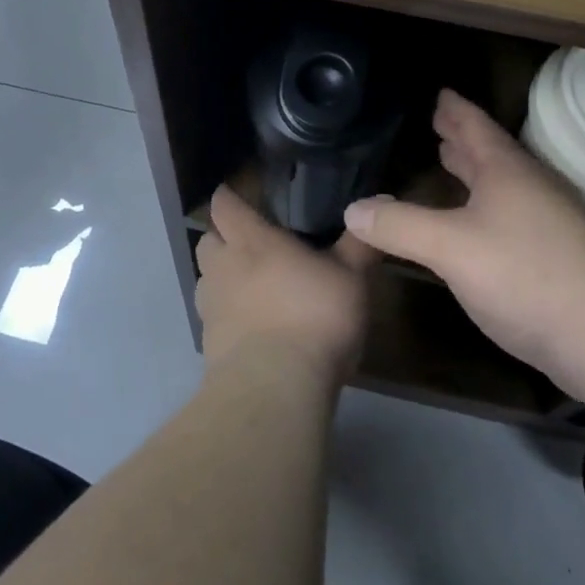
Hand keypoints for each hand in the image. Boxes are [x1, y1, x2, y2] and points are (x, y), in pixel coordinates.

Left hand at [194, 186, 375, 384]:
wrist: (276, 389)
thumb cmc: (314, 316)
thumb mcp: (350, 277)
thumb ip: (359, 242)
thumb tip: (378, 201)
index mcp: (251, 240)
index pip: (224, 206)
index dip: (227, 198)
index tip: (235, 195)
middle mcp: (223, 267)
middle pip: (207, 241)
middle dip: (221, 238)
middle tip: (248, 243)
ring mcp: (211, 308)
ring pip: (205, 281)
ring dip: (221, 279)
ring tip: (250, 287)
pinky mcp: (208, 347)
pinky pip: (212, 319)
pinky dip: (227, 317)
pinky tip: (251, 329)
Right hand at [344, 89, 584, 385]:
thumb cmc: (524, 274)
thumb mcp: (450, 248)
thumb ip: (399, 226)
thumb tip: (352, 210)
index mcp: (506, 170)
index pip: (475, 125)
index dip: (453, 108)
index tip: (438, 92)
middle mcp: (530, 185)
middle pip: (491, 151)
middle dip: (463, 138)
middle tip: (439, 125)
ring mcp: (549, 220)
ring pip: (505, 183)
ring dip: (477, 170)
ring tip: (453, 162)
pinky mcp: (558, 253)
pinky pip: (513, 211)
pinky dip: (488, 203)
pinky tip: (480, 223)